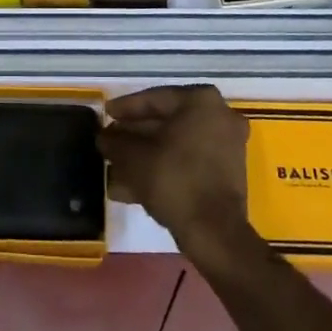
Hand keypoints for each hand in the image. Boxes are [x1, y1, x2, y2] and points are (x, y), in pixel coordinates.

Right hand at [99, 86, 251, 263]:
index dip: (125, 108)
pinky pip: (188, 162)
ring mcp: (227, 145)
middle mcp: (219, 116)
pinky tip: (131, 187)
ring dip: (145, 155)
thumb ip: (116, 142)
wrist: (214, 232)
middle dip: (135, 136)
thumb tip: (104, 137)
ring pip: (176, 145)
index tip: (106, 114)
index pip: (155, 98)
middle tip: (110, 142)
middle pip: (167, 122)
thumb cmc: (174, 180)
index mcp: (201, 101)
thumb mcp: (135, 157)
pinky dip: (163, 169)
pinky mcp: (227, 173)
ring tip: (114, 168)